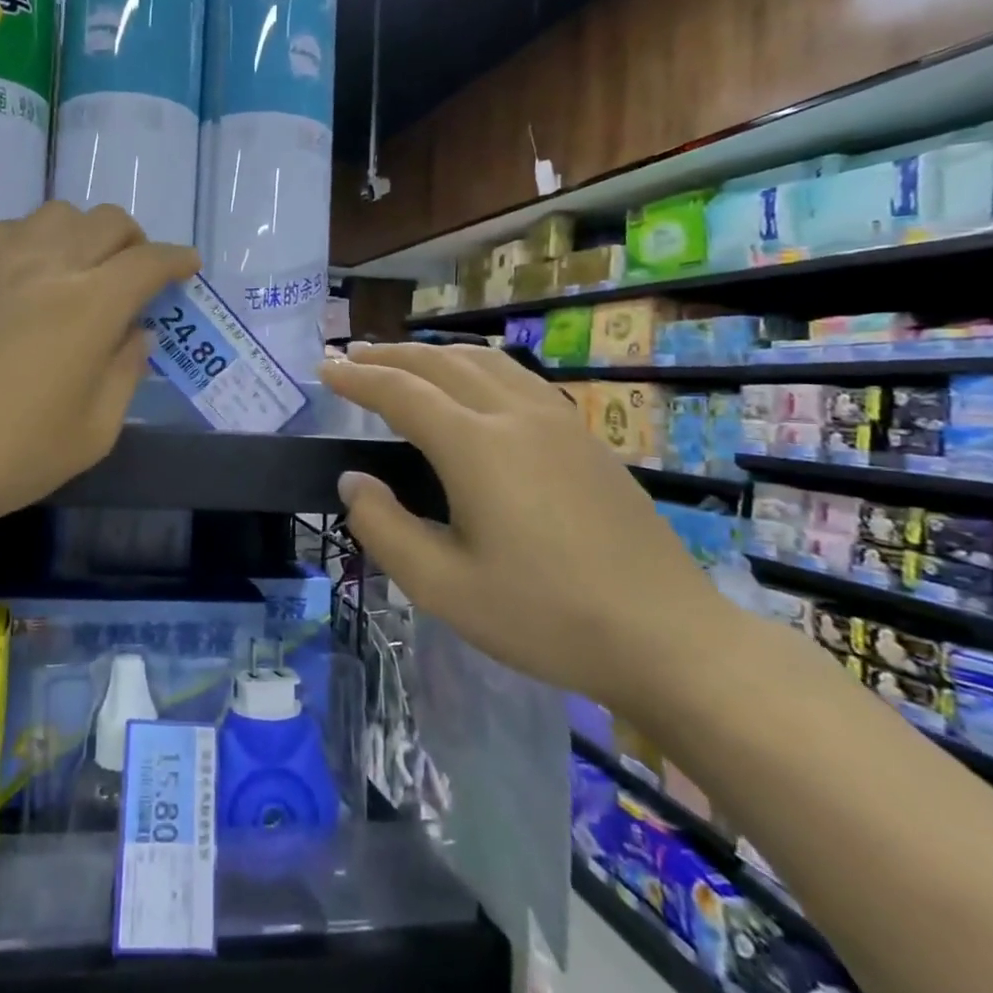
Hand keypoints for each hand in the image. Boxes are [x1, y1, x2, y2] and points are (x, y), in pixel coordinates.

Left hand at [0, 202, 198, 549]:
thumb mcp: (92, 433)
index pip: (148, 261)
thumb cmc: (7, 456)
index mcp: (90, 305)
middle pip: (107, 221)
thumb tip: (135, 333)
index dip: (176, 260)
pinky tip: (31, 276)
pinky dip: (39, 239)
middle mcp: (48, 264)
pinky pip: (13, 228)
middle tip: (137, 276)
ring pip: (58, 214)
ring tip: (83, 272)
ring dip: (86, 234)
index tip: (188, 267)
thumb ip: (125, 374)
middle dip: (136, 242)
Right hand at [319, 344, 736, 708]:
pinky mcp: (585, 438)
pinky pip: (516, 378)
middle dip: (391, 355)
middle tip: (352, 356)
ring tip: (403, 361)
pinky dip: (475, 366)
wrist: (668, 638)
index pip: (402, 393)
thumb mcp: (443, 587)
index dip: (358, 378)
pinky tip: (472, 385)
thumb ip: (384, 528)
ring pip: (484, 362)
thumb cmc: (545, 617)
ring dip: (434, 354)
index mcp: (477, 447)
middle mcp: (516, 416)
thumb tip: (354, 481)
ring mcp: (558, 422)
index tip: (325, 369)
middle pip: (442, 363)